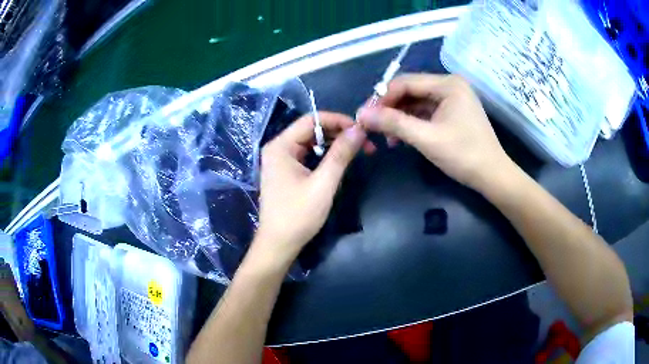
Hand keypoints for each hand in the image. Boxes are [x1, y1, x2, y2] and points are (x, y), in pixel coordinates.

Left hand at [255, 112, 366, 263]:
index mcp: (281, 146)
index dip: (338, 120)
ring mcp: (280, 160)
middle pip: (311, 129)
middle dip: (338, 133)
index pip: (311, 119)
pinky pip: (307, 155)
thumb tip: (359, 129)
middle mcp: (278, 148)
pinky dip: (325, 155)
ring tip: (357, 151)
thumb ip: (340, 154)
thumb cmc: (298, 215)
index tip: (361, 129)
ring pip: (311, 142)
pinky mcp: (285, 172)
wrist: (278, 245)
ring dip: (334, 144)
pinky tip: (340, 161)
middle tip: (364, 143)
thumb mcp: (323, 184)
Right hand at [357, 74, 513, 189]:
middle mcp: (450, 85)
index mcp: (447, 84)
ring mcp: (452, 99)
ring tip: (387, 138)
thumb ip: (393, 123)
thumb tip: (361, 115)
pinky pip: (426, 112)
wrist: (492, 176)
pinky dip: (412, 123)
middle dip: (390, 109)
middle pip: (411, 91)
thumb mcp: (426, 138)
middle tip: (373, 127)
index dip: (382, 98)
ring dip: (400, 118)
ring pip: (416, 102)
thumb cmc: (463, 155)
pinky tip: (401, 137)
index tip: (365, 116)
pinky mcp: (453, 112)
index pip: (405, 82)